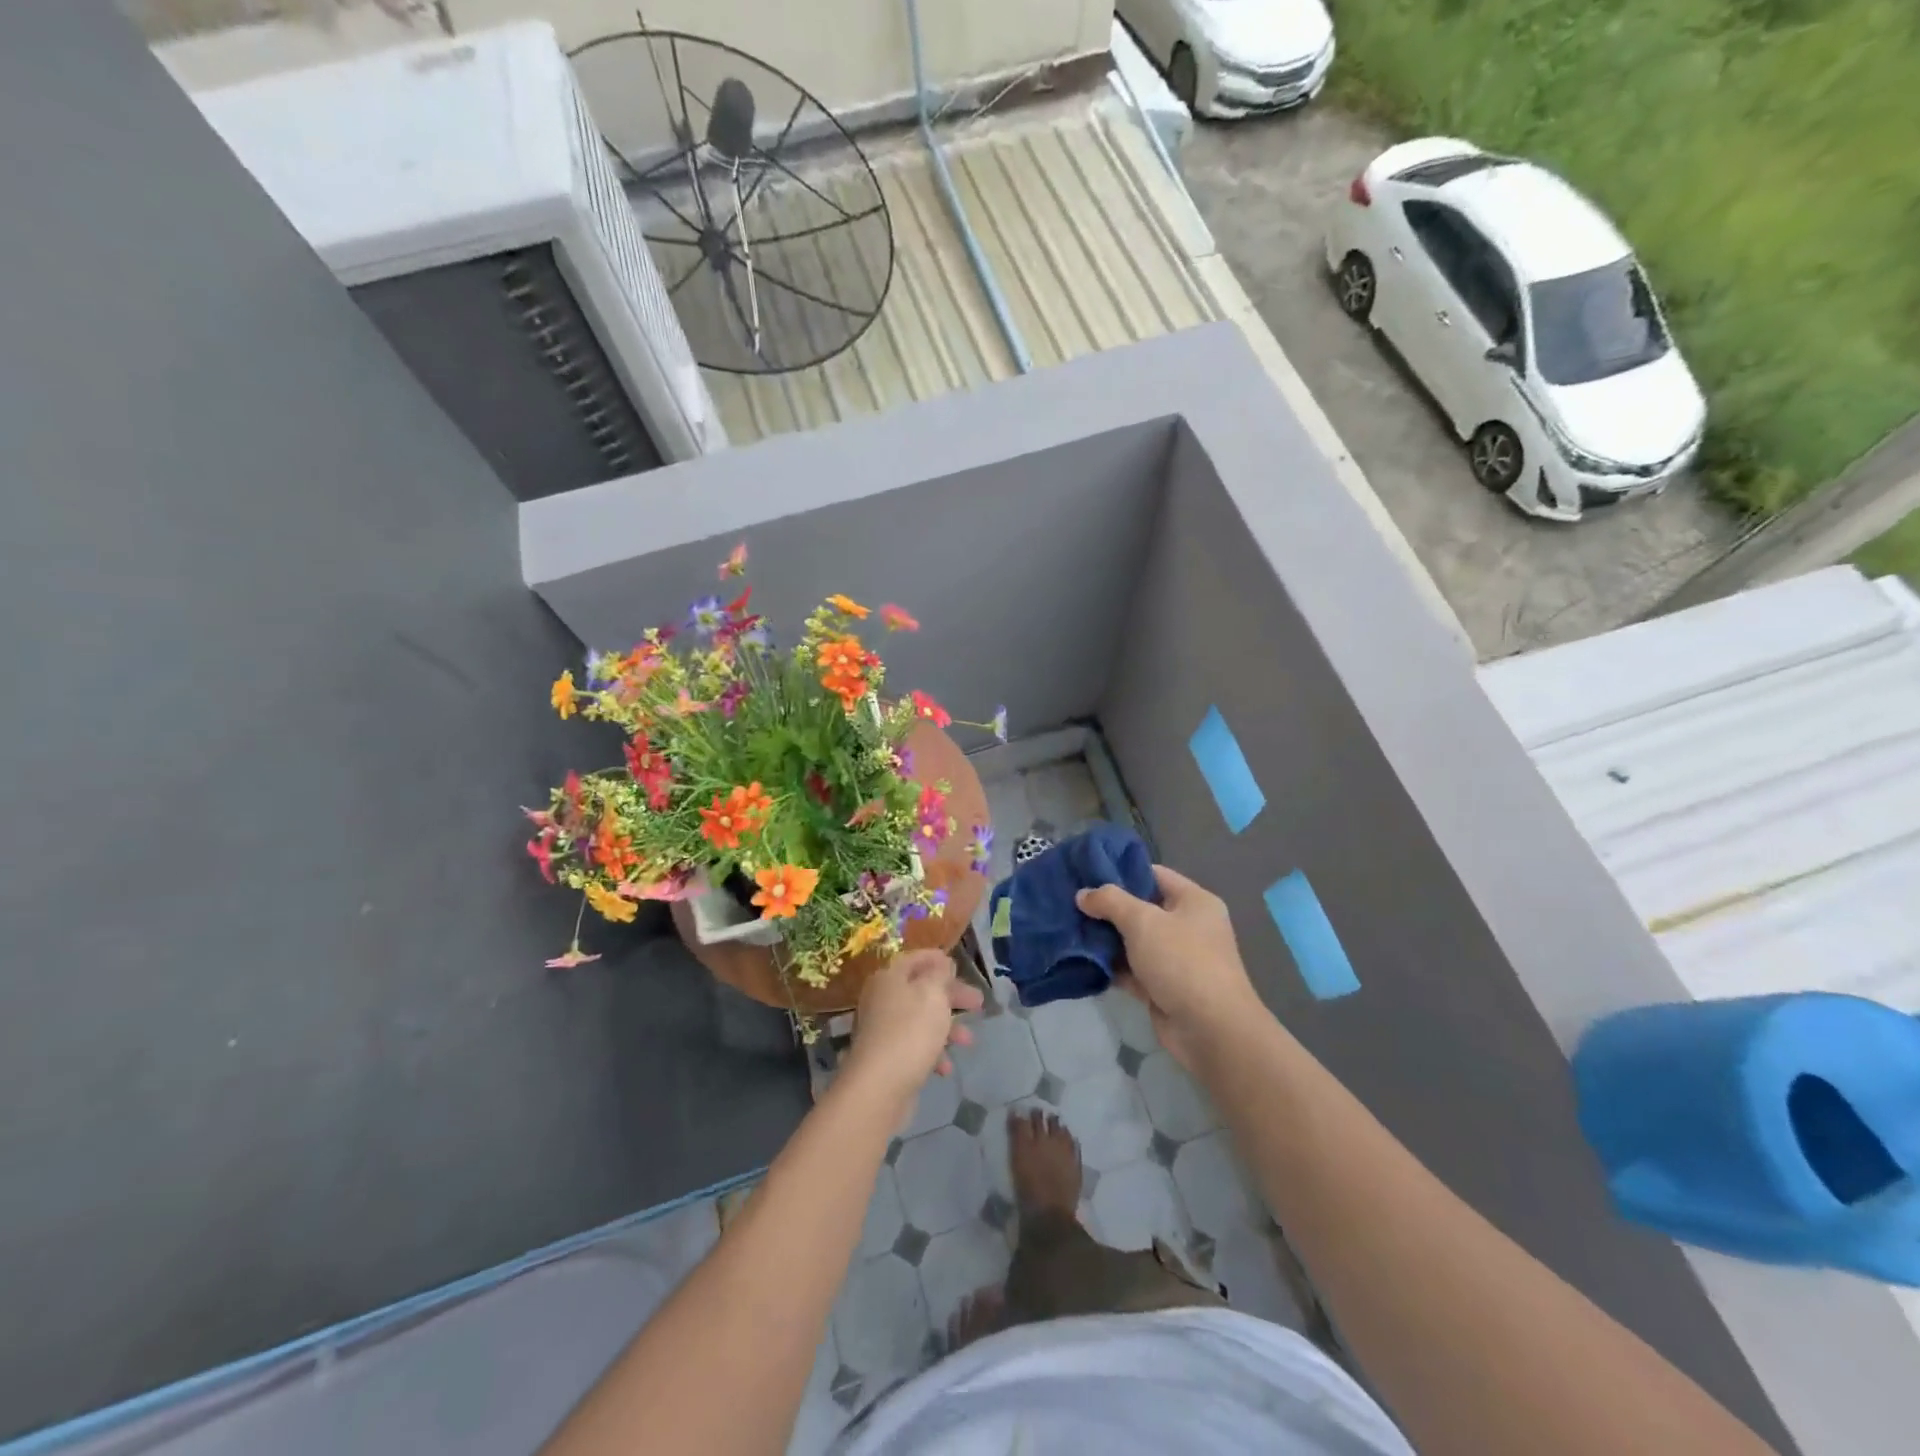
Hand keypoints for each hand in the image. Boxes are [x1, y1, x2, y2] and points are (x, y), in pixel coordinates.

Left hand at [841, 950, 983, 1118]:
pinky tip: (945, 1068)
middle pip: (921, 990)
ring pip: (921, 1019)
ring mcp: (882, 1029)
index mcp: (890, 977)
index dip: (938, 959)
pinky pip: (914, 1045)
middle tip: (978, 1004)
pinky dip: (933, 1052)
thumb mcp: (932, 994)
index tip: (959, 965)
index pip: (916, 959)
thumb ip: (940, 974)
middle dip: (951, 996)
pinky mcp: (886, 1057)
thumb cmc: (910, 1031)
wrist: (879, 1087)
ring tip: (968, 1041)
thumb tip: (941, 963)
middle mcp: (882, 999)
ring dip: (947, 1028)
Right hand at [1078, 865, 1263, 1070]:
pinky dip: (1111, 966)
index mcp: (1194, 901)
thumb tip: (1083, 894)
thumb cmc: (1181, 961)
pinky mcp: (1163, 987)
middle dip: (1107, 909)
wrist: (1210, 1030)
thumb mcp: (1143, 921)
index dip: (1121, 872)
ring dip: (1106, 939)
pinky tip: (1081, 960)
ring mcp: (1175, 959)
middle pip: (1141, 909)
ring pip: (1133, 941)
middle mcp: (1187, 926)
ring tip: (1069, 929)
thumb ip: (1110, 902)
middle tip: (1071, 903)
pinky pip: (1132, 970)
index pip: (1153, 875)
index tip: (1086, 873)